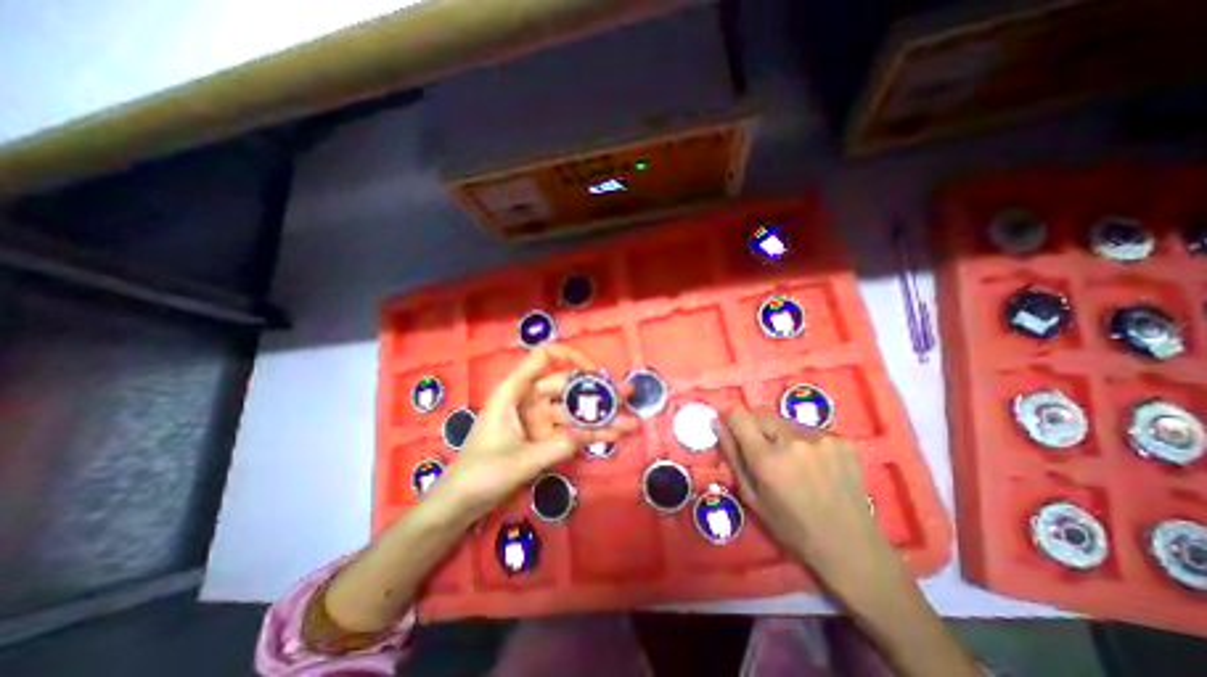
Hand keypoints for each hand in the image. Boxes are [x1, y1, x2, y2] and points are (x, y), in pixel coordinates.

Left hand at [434, 346, 639, 519]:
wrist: (459, 504)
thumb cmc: (481, 474)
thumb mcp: (523, 459)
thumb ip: (562, 444)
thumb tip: (597, 430)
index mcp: (514, 390)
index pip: (545, 357)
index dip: (572, 357)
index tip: (595, 372)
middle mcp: (528, 398)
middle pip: (567, 386)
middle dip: (598, 391)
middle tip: (629, 394)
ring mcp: (537, 418)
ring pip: (573, 410)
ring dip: (599, 417)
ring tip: (630, 422)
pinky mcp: (542, 436)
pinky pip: (569, 430)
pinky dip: (588, 433)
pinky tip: (612, 436)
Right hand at [714, 407, 905, 603]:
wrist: (852, 546)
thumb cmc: (792, 527)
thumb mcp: (751, 497)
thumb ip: (732, 456)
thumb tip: (718, 424)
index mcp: (767, 459)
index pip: (738, 413)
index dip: (732, 420)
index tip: (735, 432)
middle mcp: (793, 440)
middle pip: (760, 412)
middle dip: (755, 427)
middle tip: (764, 451)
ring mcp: (821, 437)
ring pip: (785, 420)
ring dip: (781, 434)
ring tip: (794, 461)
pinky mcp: (842, 439)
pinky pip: (809, 428)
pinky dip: (804, 440)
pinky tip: (816, 464)